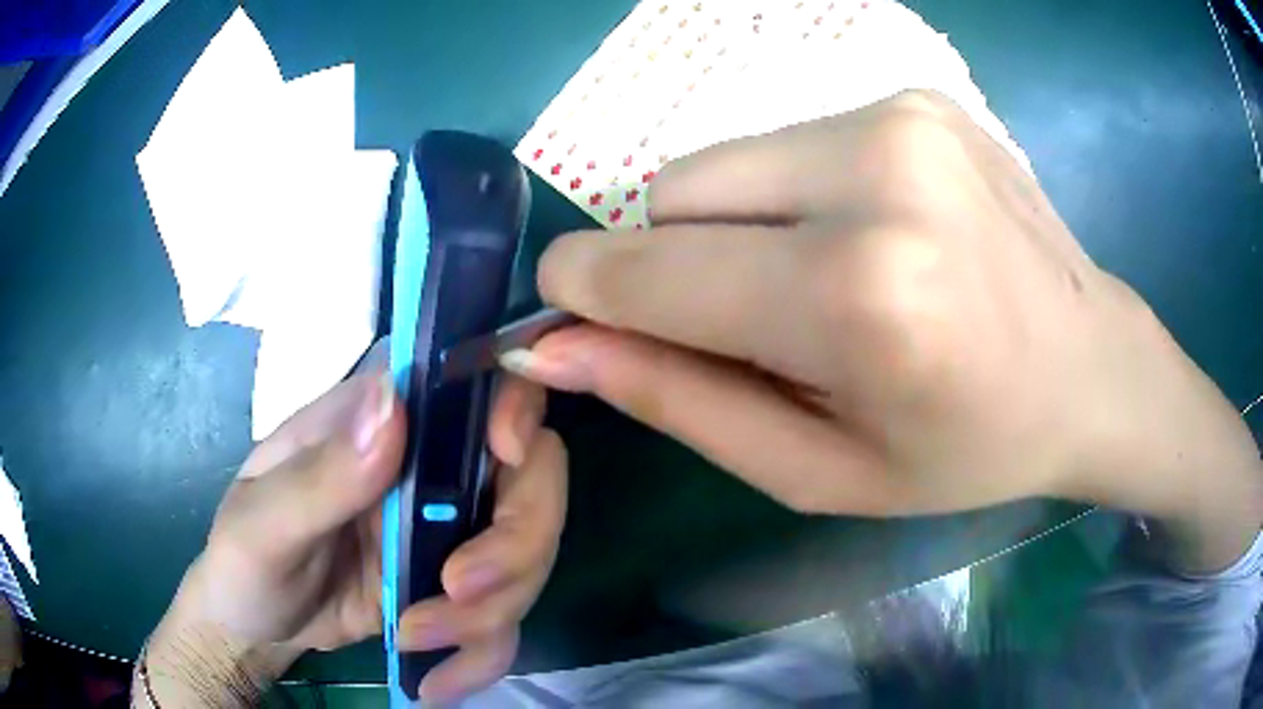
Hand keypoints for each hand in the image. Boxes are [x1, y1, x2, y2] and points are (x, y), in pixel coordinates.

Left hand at [143, 347, 565, 705]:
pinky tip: (437, 683)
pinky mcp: (456, 589)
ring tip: (414, 640)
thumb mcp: (263, 525)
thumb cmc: (243, 561)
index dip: (515, 403)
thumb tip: (391, 405)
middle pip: (530, 478)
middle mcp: (425, 465)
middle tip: (459, 594)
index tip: (507, 457)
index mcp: (375, 421)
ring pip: (527, 555)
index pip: (472, 379)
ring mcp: (446, 529)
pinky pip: (505, 617)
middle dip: (514, 543)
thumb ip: (320, 475)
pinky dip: (482, 655)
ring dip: (488, 613)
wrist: (258, 626)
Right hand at [508, 90, 1261, 572]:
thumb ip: (681, 402)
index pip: (652, 269)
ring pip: (725, 159)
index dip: (584, 290)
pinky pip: (789, 139)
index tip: (564, 313)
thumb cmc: (967, 447)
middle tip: (756, 321)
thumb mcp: (820, 471)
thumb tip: (561, 345)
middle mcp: (876, 175)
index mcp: (860, 297)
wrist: (1090, 367)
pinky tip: (871, 235)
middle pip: (674, 191)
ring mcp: (900, 116)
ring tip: (824, 279)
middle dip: (676, 260)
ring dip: (736, 224)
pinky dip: (793, 193)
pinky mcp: (914, 95)